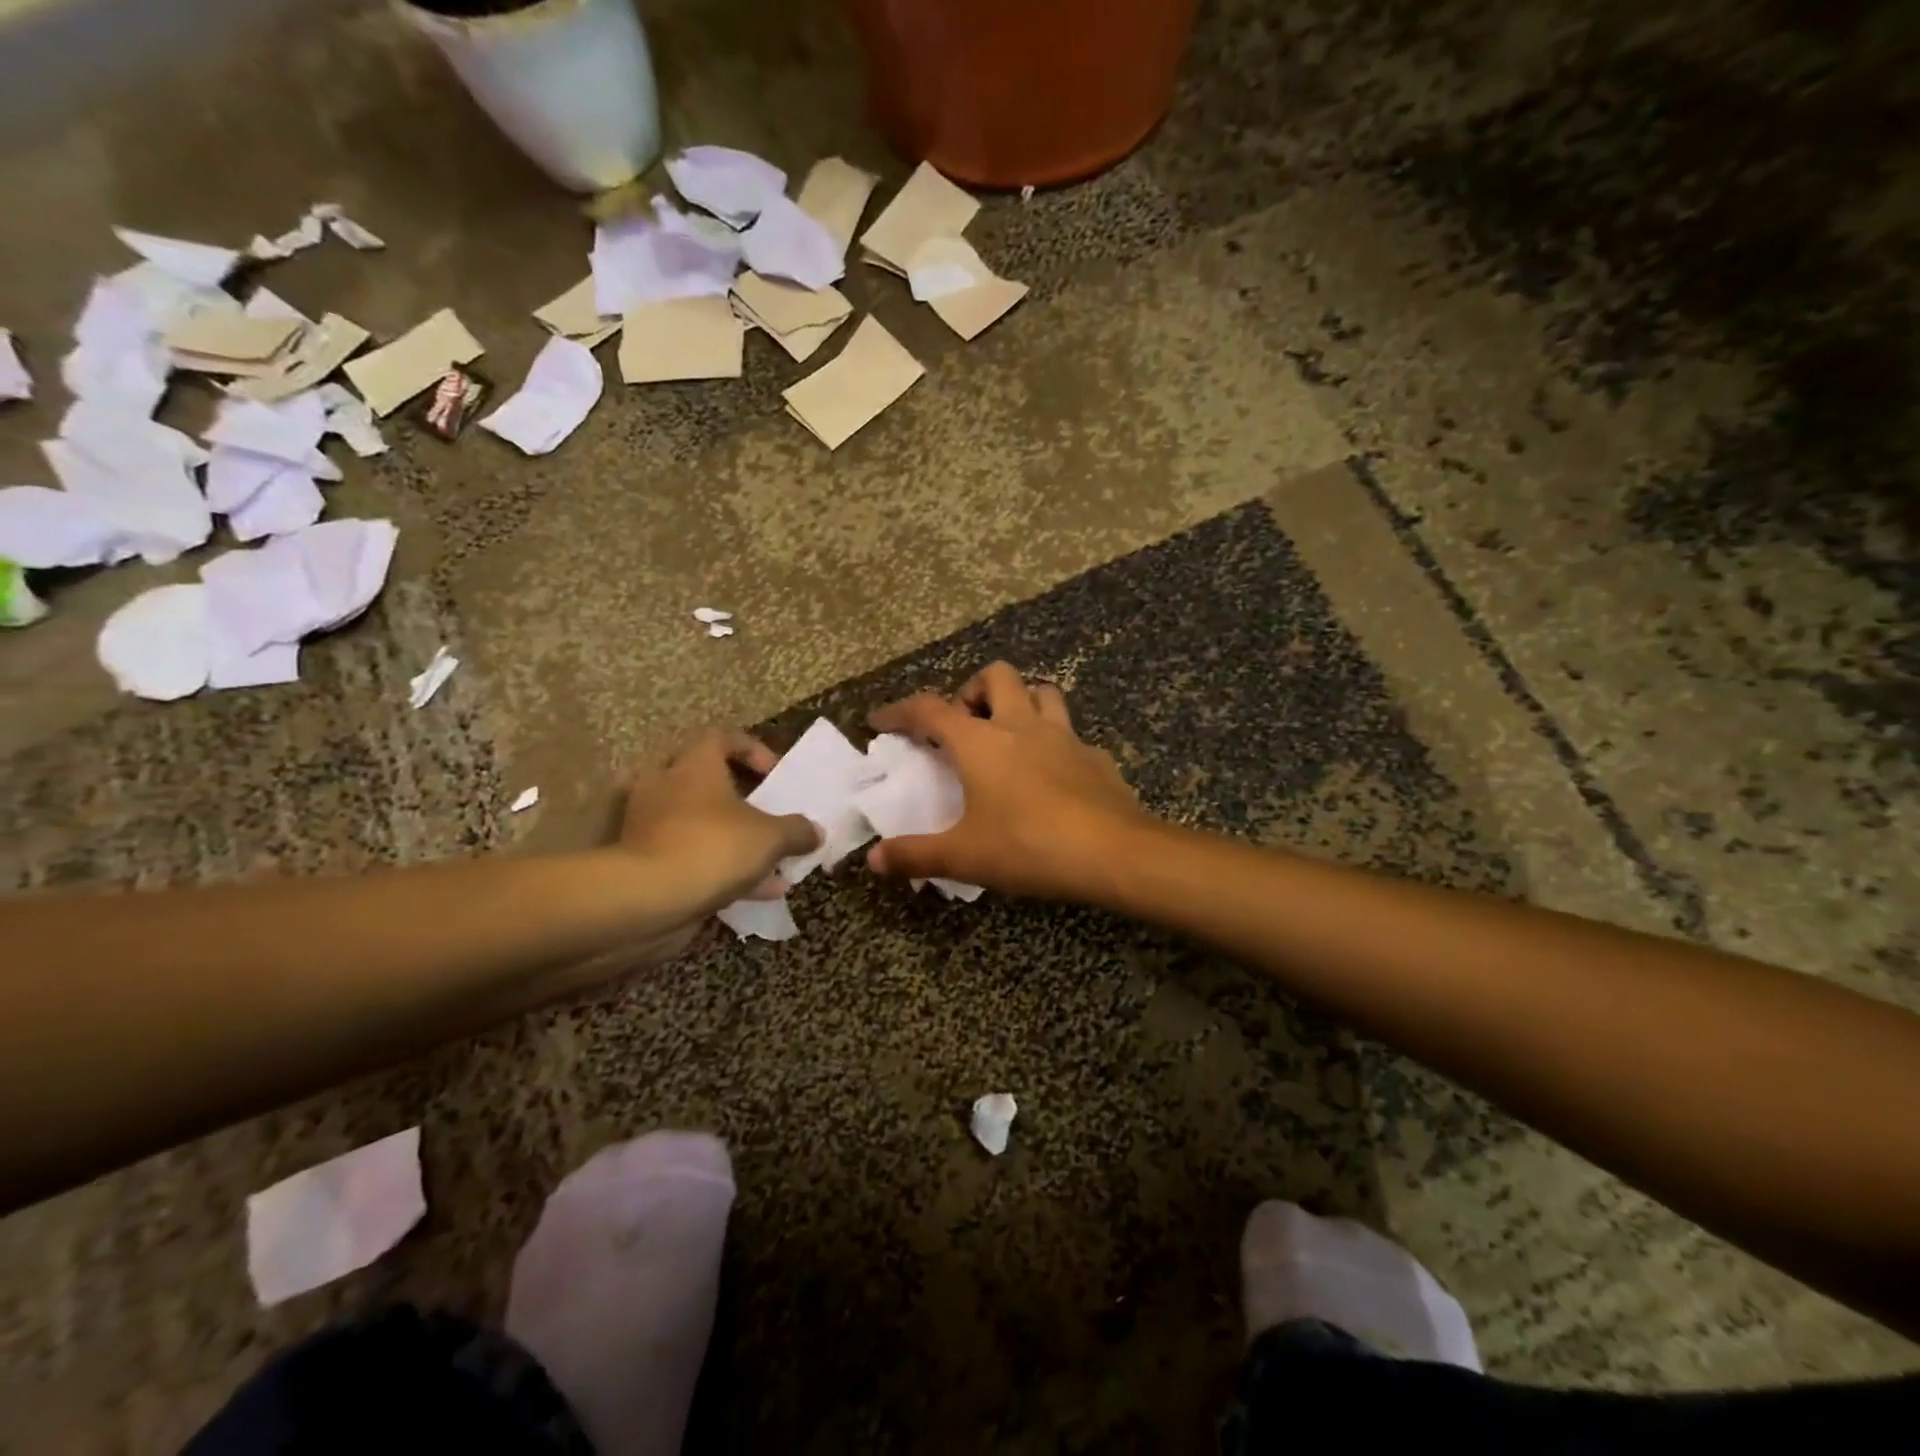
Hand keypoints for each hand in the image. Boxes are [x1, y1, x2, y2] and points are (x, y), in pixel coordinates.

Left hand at [618, 729, 821, 919]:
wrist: (647, 898)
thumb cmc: (713, 847)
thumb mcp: (771, 837)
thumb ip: (797, 831)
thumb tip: (816, 832)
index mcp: (694, 765)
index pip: (721, 738)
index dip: (752, 750)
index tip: (774, 774)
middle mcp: (665, 786)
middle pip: (700, 776)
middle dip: (734, 794)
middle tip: (759, 810)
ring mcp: (648, 824)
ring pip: (695, 821)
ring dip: (731, 838)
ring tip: (769, 862)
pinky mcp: (642, 860)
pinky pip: (688, 855)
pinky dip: (720, 869)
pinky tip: (757, 892)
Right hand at [866, 663, 1143, 900]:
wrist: (1113, 853)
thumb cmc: (1028, 846)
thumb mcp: (964, 857)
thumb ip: (915, 855)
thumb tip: (874, 860)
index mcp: (981, 742)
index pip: (930, 709)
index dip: (900, 711)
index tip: (881, 720)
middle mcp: (1022, 726)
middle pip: (996, 676)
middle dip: (973, 690)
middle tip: (963, 724)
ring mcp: (1065, 737)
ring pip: (1042, 692)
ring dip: (1021, 702)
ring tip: (1009, 734)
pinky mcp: (1096, 757)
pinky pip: (1072, 735)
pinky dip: (1056, 744)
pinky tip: (1054, 774)